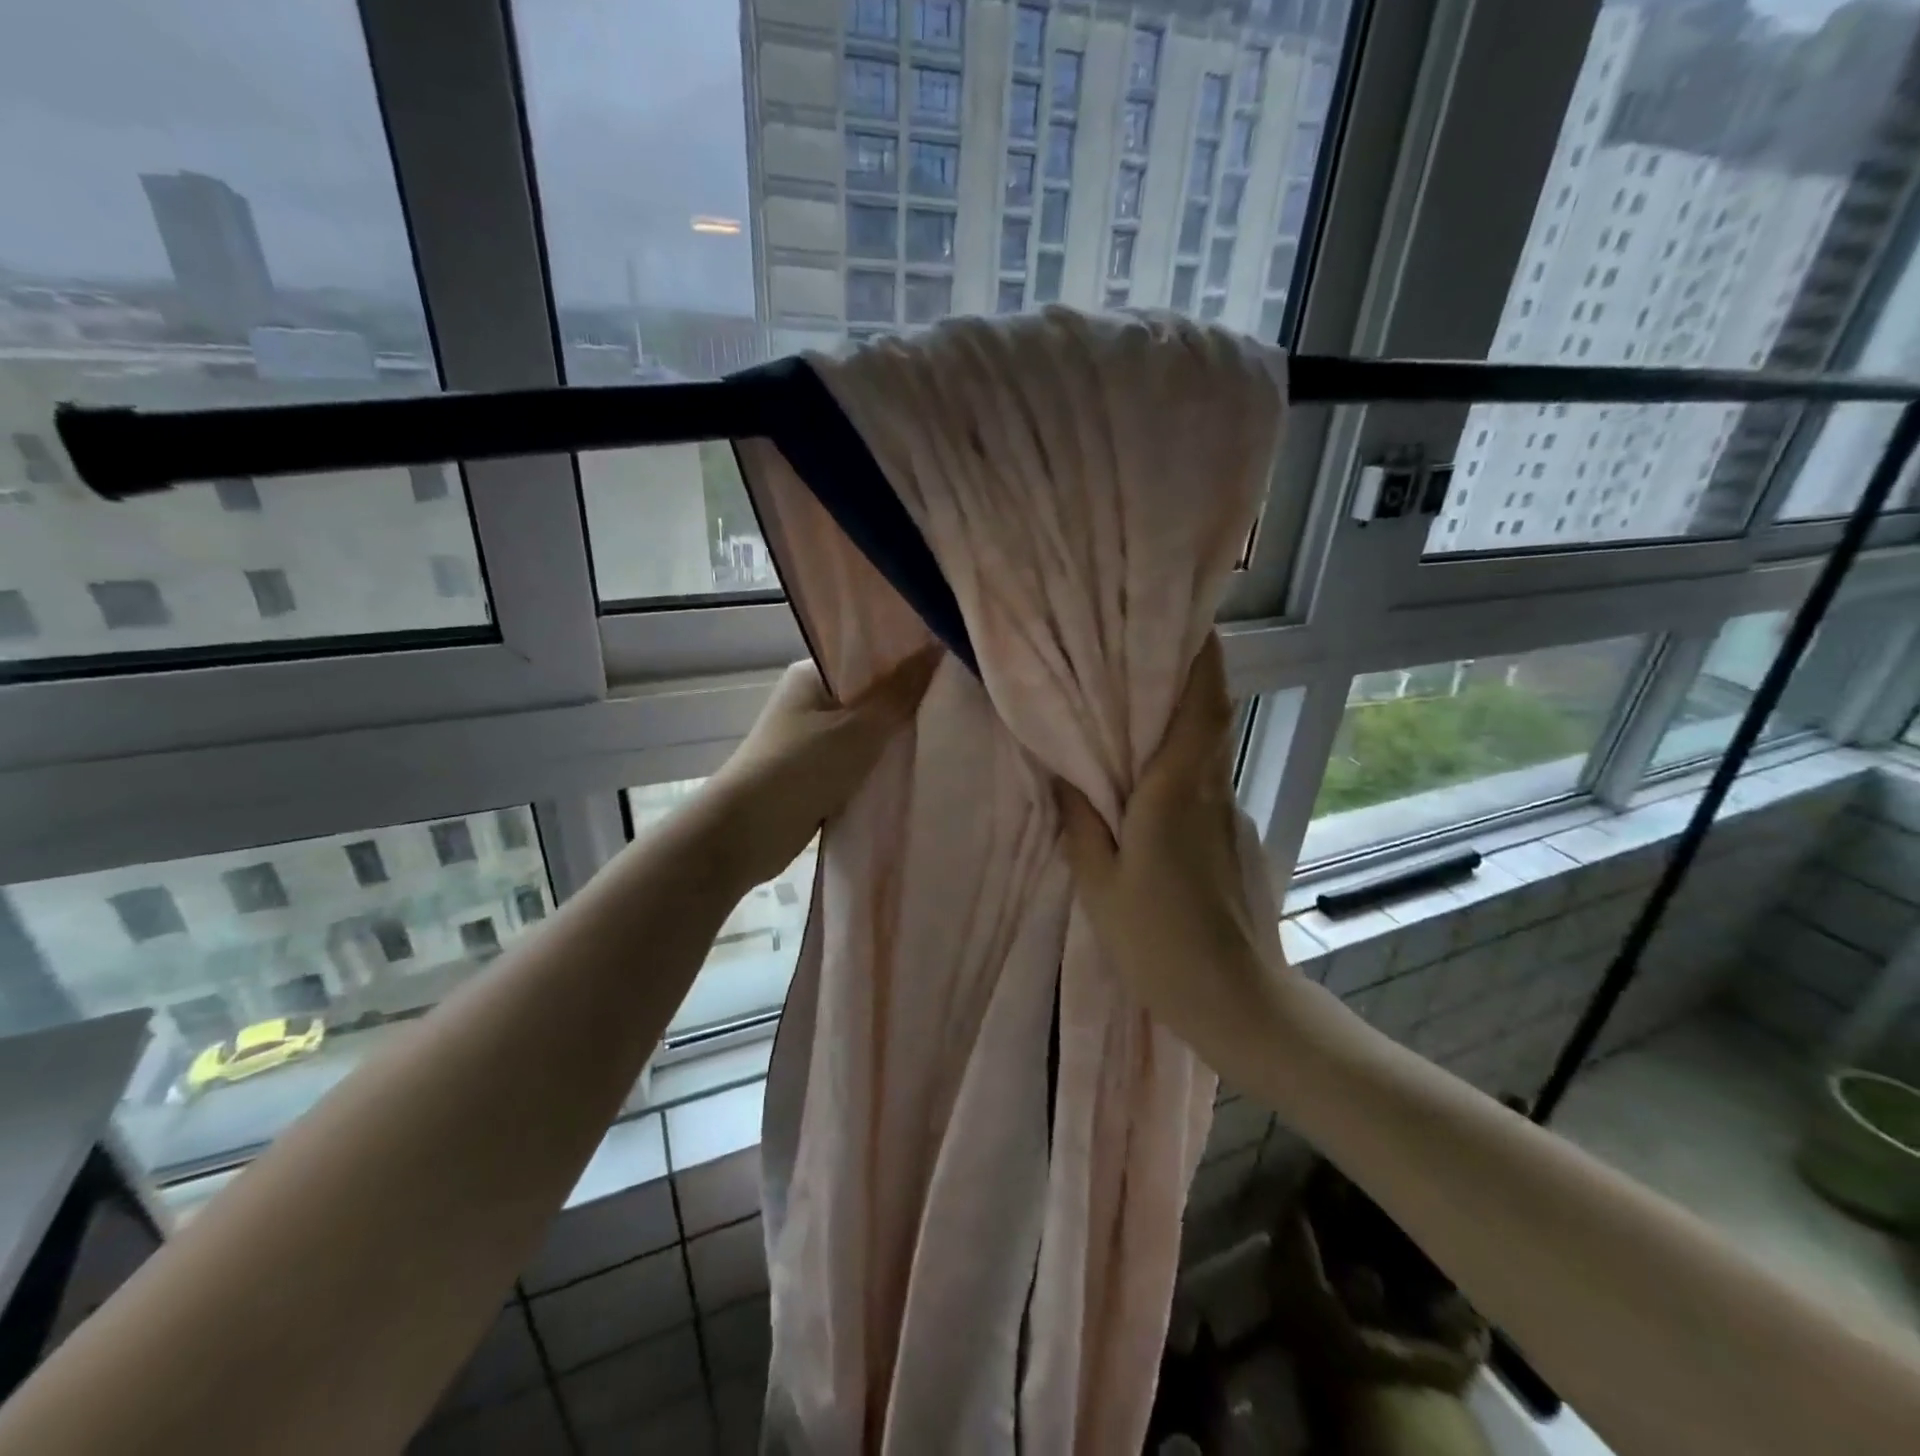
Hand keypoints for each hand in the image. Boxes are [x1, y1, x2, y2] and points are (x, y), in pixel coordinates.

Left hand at [705, 649, 940, 888]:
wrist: (746, 834)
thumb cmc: (800, 768)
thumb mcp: (858, 728)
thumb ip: (900, 693)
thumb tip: (938, 647)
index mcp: (812, 675)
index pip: (868, 656)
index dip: (909, 660)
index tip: (952, 665)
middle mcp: (812, 701)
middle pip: (871, 695)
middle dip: (908, 703)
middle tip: (958, 702)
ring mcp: (813, 739)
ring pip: (868, 732)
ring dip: (896, 739)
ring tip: (948, 733)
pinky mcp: (817, 774)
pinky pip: (860, 762)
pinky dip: (882, 766)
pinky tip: (918, 767)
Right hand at [1056, 636, 1292, 1060]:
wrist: (1240, 1004)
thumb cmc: (1160, 945)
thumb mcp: (1100, 887)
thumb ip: (1082, 825)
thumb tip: (1066, 775)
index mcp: (1176, 793)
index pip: (1202, 705)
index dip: (1201, 656)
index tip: (1188, 618)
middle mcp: (1212, 791)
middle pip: (1206, 718)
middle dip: (1181, 681)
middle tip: (1136, 662)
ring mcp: (1232, 816)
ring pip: (1205, 755)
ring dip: (1176, 732)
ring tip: (1130, 731)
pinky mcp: (1239, 841)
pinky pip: (1205, 790)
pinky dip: (1180, 777)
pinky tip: (1149, 805)